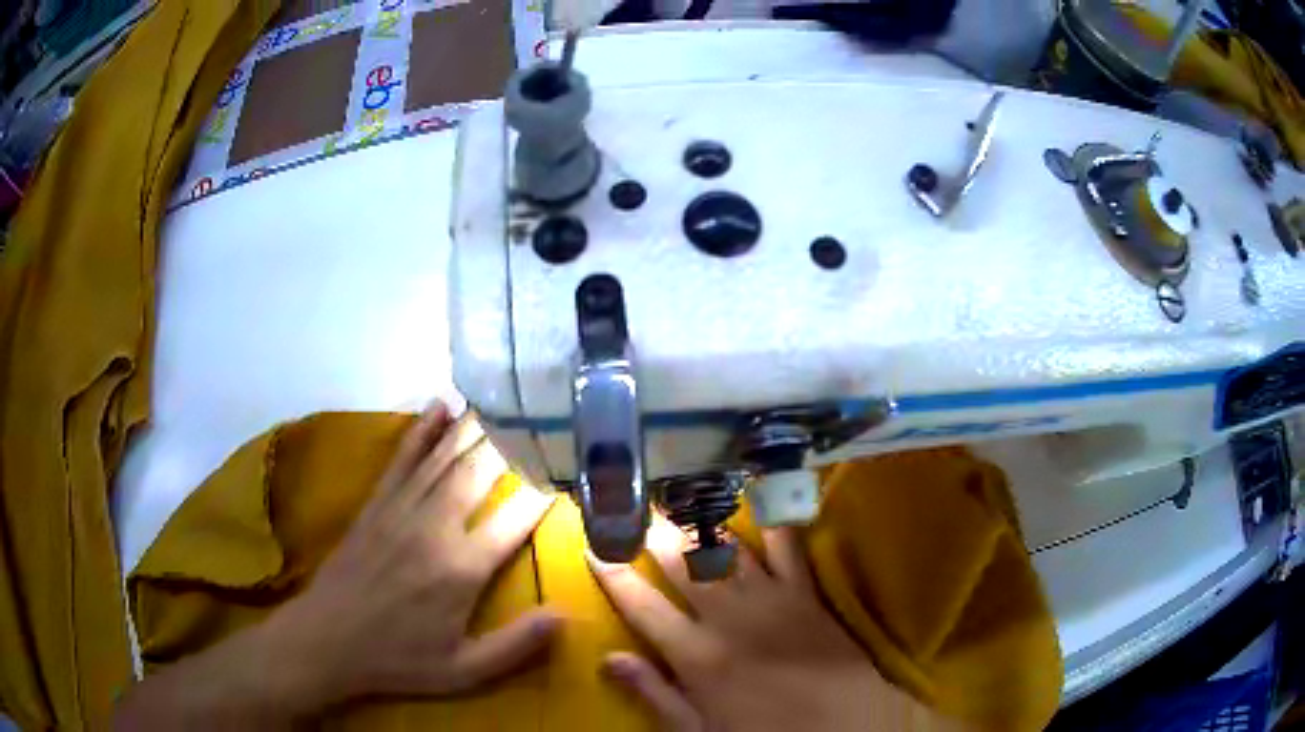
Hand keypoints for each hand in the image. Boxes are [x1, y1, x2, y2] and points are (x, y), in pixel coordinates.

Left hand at [274, 402, 559, 704]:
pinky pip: (403, 458)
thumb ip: (517, 645)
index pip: (514, 518)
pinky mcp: (376, 503)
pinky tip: (440, 405)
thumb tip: (567, 614)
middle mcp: (435, 528)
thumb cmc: (399, 659)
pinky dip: (422, 430)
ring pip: (444, 457)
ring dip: (475, 427)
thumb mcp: (464, 671)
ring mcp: (401, 509)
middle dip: (514, 443)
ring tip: (504, 401)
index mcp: (462, 569)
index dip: (543, 491)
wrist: (327, 640)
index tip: (568, 470)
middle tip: (542, 417)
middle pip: (479, 472)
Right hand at [590, 517, 916, 731]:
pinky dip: (771, 521)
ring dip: (699, 519)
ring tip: (677, 493)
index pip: (641, 605)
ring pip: (726, 549)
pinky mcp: (805, 592)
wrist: (844, 724)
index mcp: (696, 655)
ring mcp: (770, 599)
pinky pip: (786, 548)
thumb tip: (609, 659)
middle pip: (681, 564)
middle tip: (631, 503)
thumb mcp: (699, 730)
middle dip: (652, 531)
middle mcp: (728, 617)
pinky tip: (758, 494)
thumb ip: (654, 693)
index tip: (592, 546)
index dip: (613, 573)